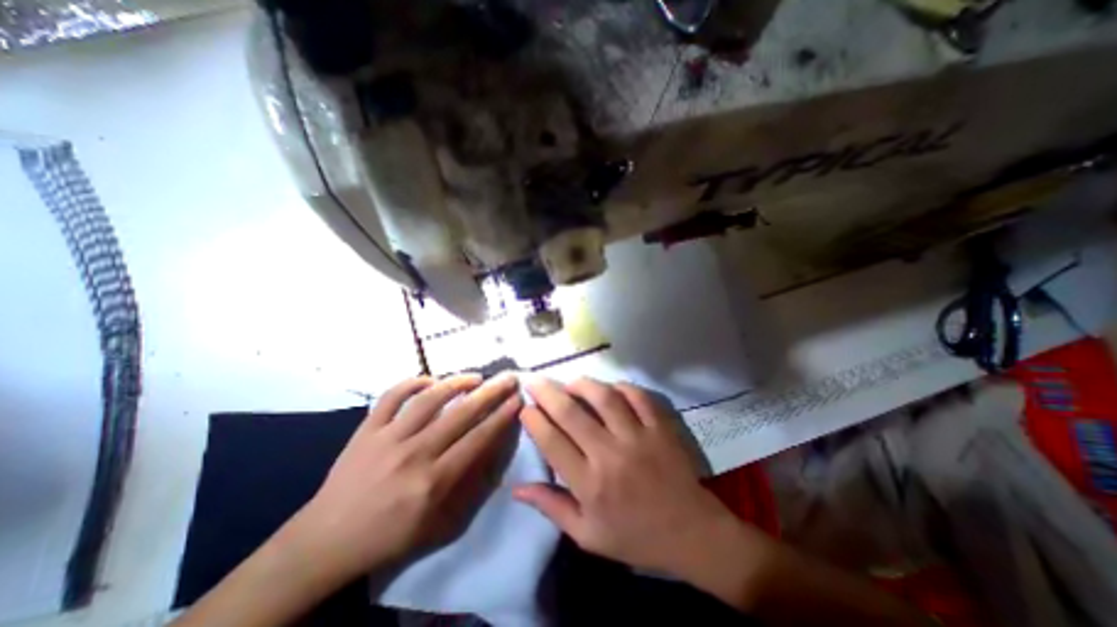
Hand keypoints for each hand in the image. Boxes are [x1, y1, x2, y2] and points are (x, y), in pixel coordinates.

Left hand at [283, 373, 517, 583]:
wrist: (325, 541)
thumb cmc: (388, 537)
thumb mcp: (437, 525)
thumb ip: (467, 485)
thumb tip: (489, 448)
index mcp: (433, 482)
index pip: (478, 439)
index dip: (502, 416)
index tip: (518, 399)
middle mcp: (414, 454)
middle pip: (461, 414)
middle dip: (491, 393)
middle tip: (508, 378)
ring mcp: (387, 437)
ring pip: (429, 400)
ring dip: (456, 383)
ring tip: (476, 377)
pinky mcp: (366, 429)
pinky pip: (391, 396)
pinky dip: (412, 383)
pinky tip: (430, 380)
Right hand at [516, 378, 748, 583]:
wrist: (690, 533)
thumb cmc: (635, 537)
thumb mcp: (587, 535)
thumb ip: (551, 507)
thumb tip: (517, 488)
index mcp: (589, 484)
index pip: (552, 442)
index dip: (534, 420)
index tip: (525, 407)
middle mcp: (609, 455)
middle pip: (571, 413)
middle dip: (547, 392)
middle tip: (535, 380)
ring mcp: (637, 437)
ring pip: (604, 398)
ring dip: (582, 385)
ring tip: (570, 382)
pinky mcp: (660, 428)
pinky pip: (637, 396)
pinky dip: (621, 387)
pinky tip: (610, 388)